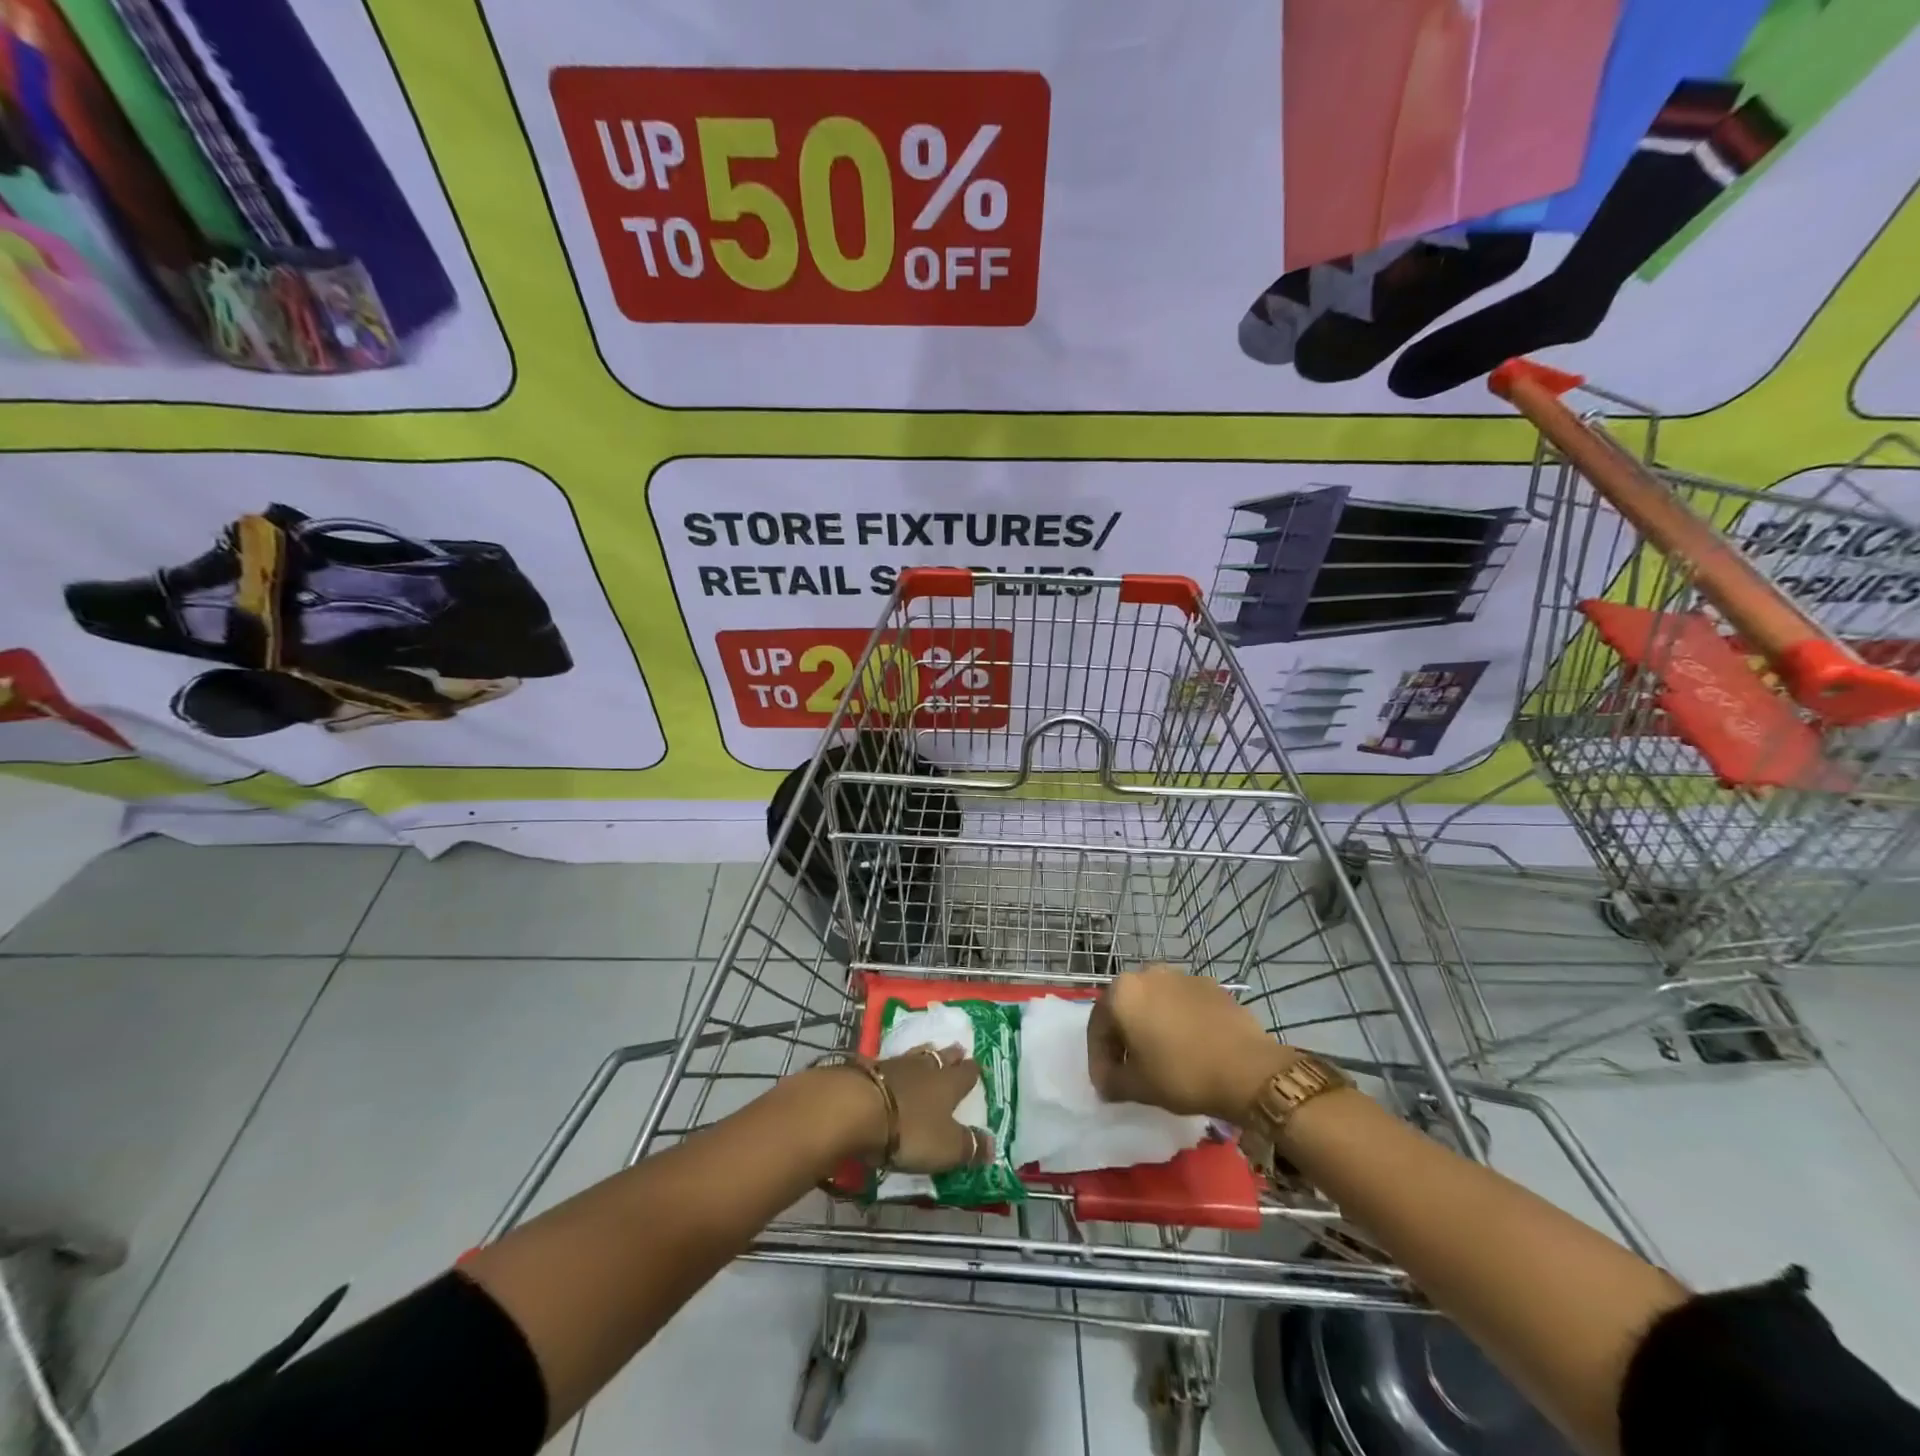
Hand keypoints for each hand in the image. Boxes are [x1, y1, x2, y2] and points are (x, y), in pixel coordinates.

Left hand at [822, 1045, 993, 1172]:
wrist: (856, 1109)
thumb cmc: (910, 1130)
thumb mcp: (946, 1147)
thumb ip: (969, 1146)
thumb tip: (993, 1146)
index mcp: (948, 1085)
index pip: (966, 1074)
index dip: (972, 1071)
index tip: (977, 1064)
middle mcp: (925, 1069)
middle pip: (941, 1058)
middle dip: (951, 1055)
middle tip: (958, 1049)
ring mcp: (895, 1066)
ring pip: (916, 1056)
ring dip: (924, 1054)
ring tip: (929, 1050)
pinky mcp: (869, 1070)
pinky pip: (890, 1064)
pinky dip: (896, 1067)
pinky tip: (894, 1068)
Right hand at [1088, 965, 1294, 1121]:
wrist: (1248, 1069)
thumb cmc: (1182, 1074)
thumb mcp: (1137, 1086)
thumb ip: (1111, 1082)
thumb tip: (1105, 1083)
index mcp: (1122, 992)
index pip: (1097, 1026)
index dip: (1098, 1058)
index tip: (1106, 1085)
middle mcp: (1147, 973)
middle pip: (1125, 1008)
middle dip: (1122, 1038)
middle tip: (1128, 1069)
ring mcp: (1181, 976)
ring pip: (1154, 1002)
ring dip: (1150, 1026)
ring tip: (1160, 1057)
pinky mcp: (1210, 985)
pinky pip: (1182, 1003)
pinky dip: (1177, 1021)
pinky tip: (1189, 1047)